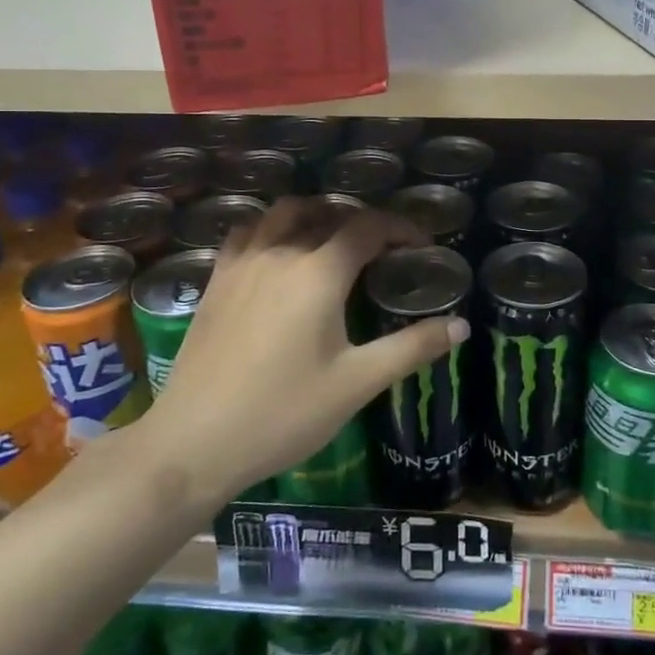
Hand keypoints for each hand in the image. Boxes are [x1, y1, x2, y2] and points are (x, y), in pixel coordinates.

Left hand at [149, 198, 468, 501]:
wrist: (194, 442)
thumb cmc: (283, 413)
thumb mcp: (357, 384)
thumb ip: (411, 348)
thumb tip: (460, 325)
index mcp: (319, 273)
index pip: (368, 227)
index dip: (401, 228)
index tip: (422, 245)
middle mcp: (281, 253)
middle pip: (328, 212)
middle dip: (363, 221)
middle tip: (384, 249)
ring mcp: (243, 262)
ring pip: (285, 214)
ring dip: (317, 215)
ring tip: (335, 240)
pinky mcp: (217, 279)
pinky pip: (249, 232)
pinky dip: (273, 228)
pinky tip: (280, 254)